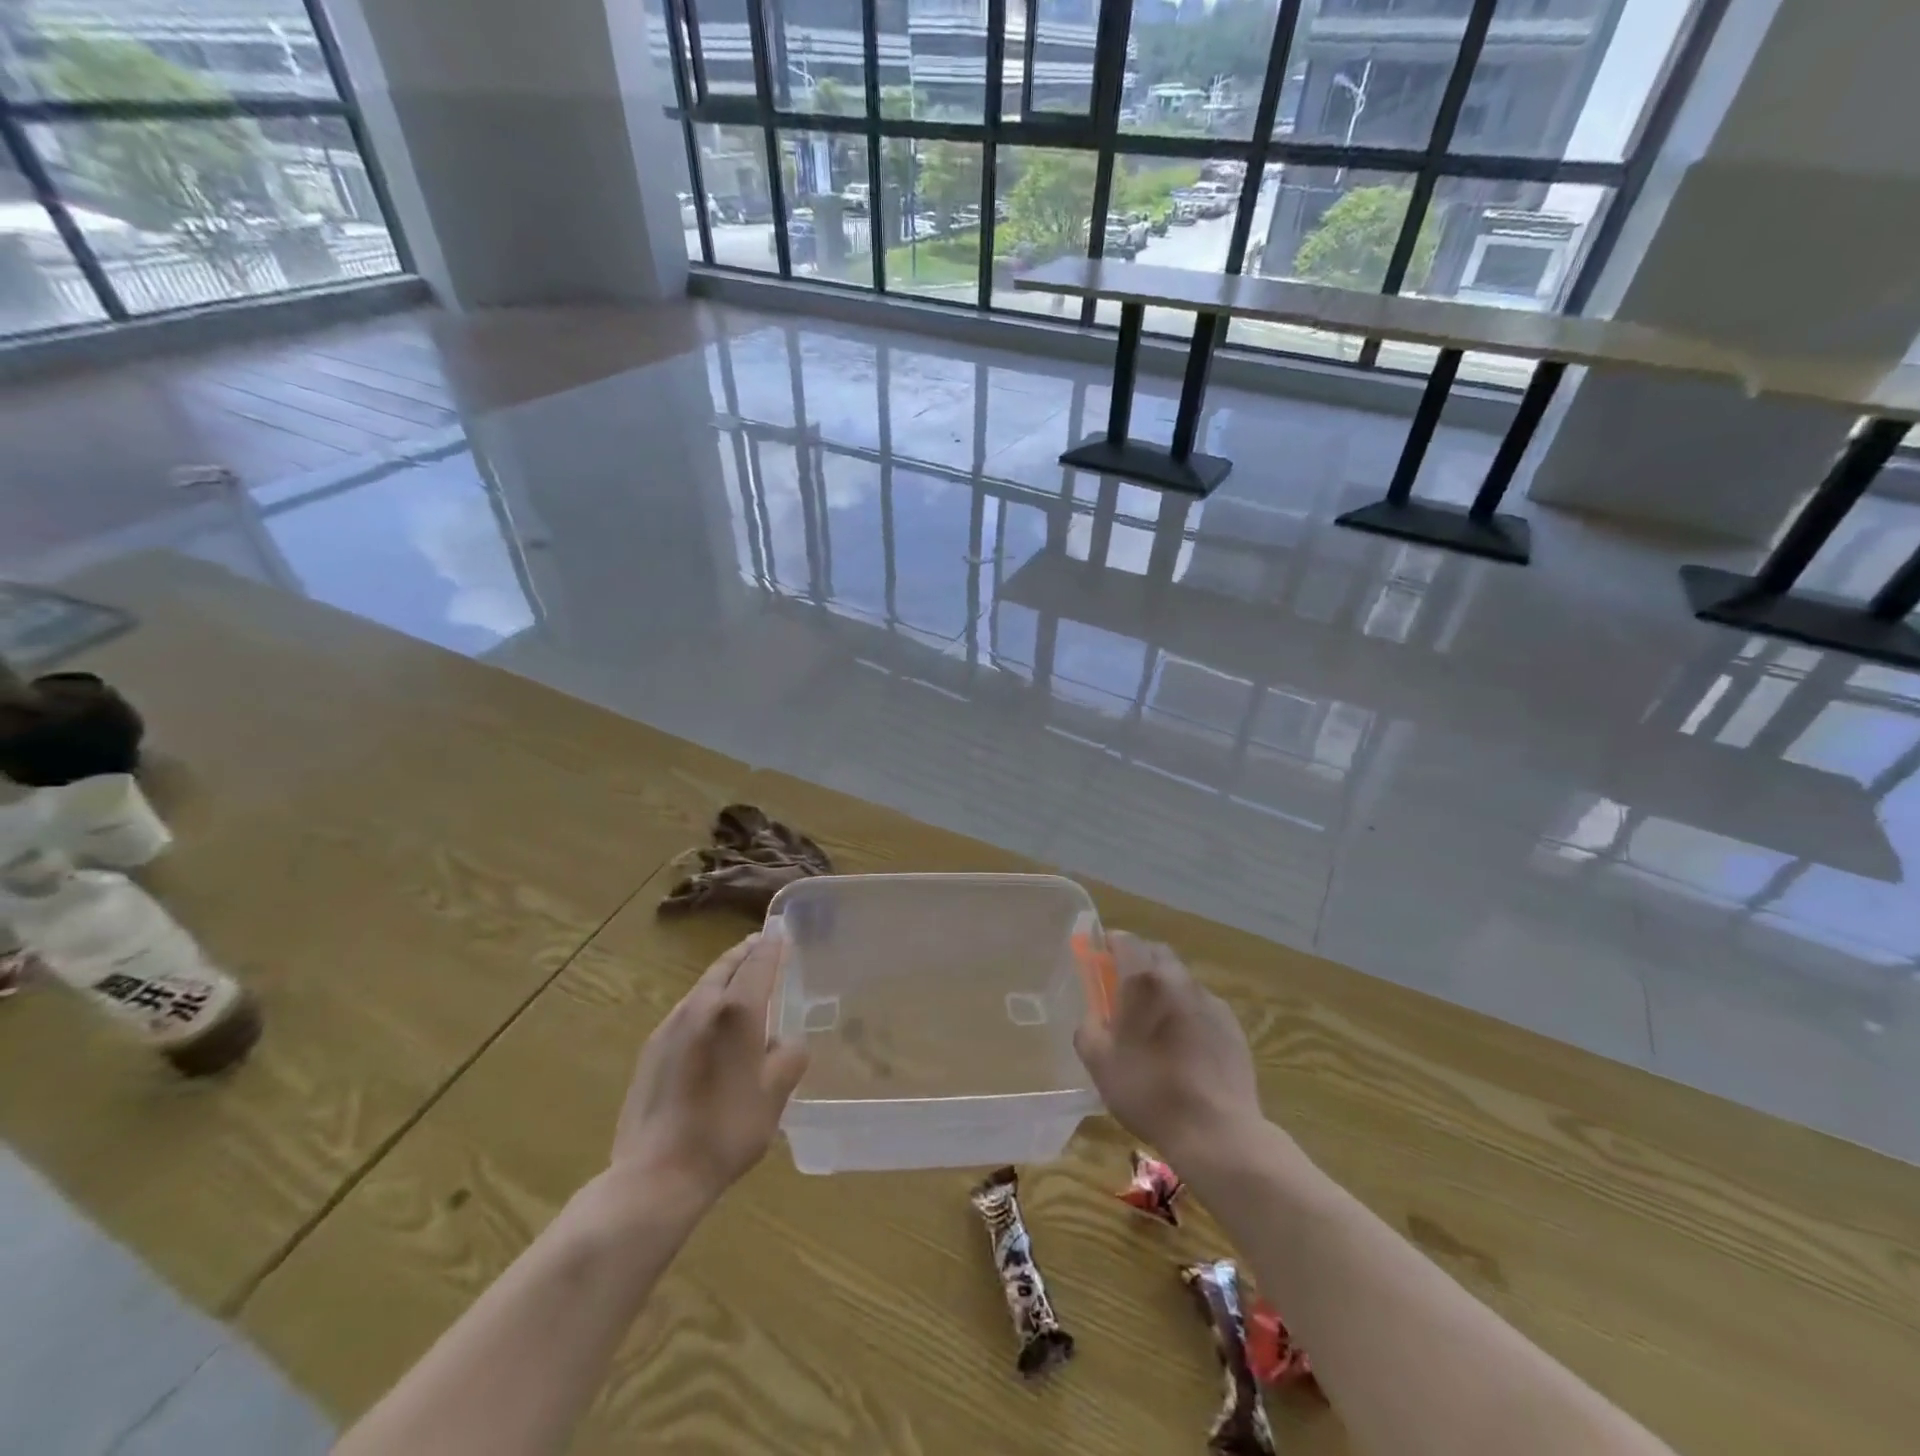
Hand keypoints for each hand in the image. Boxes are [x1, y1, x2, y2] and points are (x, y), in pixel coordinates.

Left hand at [610, 933, 808, 1205]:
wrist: (656, 1174)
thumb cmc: (727, 1131)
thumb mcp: (775, 1095)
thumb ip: (789, 1057)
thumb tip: (786, 1042)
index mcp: (737, 1011)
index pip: (759, 962)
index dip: (773, 946)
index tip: (782, 933)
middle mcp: (701, 1006)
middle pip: (726, 965)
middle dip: (746, 952)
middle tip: (762, 944)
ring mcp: (670, 1026)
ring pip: (702, 986)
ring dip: (723, 975)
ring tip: (740, 980)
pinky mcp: (651, 1049)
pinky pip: (686, 1010)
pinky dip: (705, 1002)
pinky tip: (711, 1024)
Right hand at [1074, 932, 1263, 1163]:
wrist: (1216, 1131)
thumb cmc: (1147, 1091)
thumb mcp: (1099, 1062)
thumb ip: (1088, 1028)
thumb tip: (1094, 1016)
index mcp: (1143, 981)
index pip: (1125, 940)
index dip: (1110, 944)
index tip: (1100, 959)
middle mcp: (1179, 980)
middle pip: (1157, 954)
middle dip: (1139, 961)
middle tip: (1124, 990)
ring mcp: (1210, 1001)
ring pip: (1181, 980)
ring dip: (1165, 989)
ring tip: (1156, 1024)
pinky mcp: (1232, 1026)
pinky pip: (1202, 1006)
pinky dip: (1188, 1013)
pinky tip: (1184, 1047)